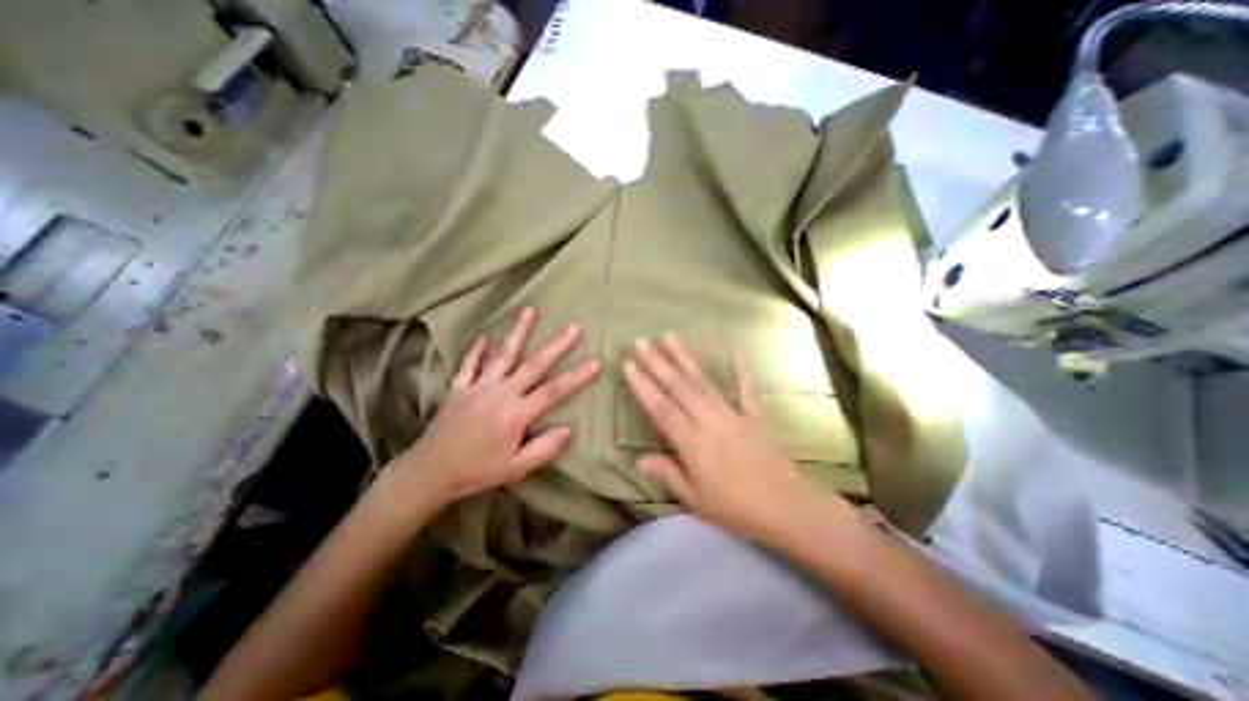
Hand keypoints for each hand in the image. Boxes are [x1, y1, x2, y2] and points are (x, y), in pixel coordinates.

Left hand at [385, 309, 600, 512]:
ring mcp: (478, 387)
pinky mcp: (459, 388)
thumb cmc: (476, 472)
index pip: (554, 392)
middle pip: (533, 364)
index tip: (596, 362)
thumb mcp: (516, 469)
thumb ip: (544, 449)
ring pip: (502, 355)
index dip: (577, 376)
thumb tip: (568, 429)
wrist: (428, 473)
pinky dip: (476, 350)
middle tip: (573, 327)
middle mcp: (500, 393)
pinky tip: (482, 336)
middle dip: (556, 345)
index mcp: (516, 414)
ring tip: (528, 311)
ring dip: (517, 332)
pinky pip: (469, 365)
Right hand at [620, 334, 854, 547]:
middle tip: (640, 342)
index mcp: (694, 444)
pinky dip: (740, 370)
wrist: (788, 508)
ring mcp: (734, 415)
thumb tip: (638, 461)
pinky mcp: (754, 415)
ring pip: (703, 382)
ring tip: (669, 337)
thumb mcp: (696, 501)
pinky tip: (735, 352)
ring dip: (685, 359)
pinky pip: (745, 389)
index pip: (662, 409)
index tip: (628, 365)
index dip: (643, 387)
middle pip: (679, 388)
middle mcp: (710, 422)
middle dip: (657, 363)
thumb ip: (668, 475)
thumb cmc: (737, 509)